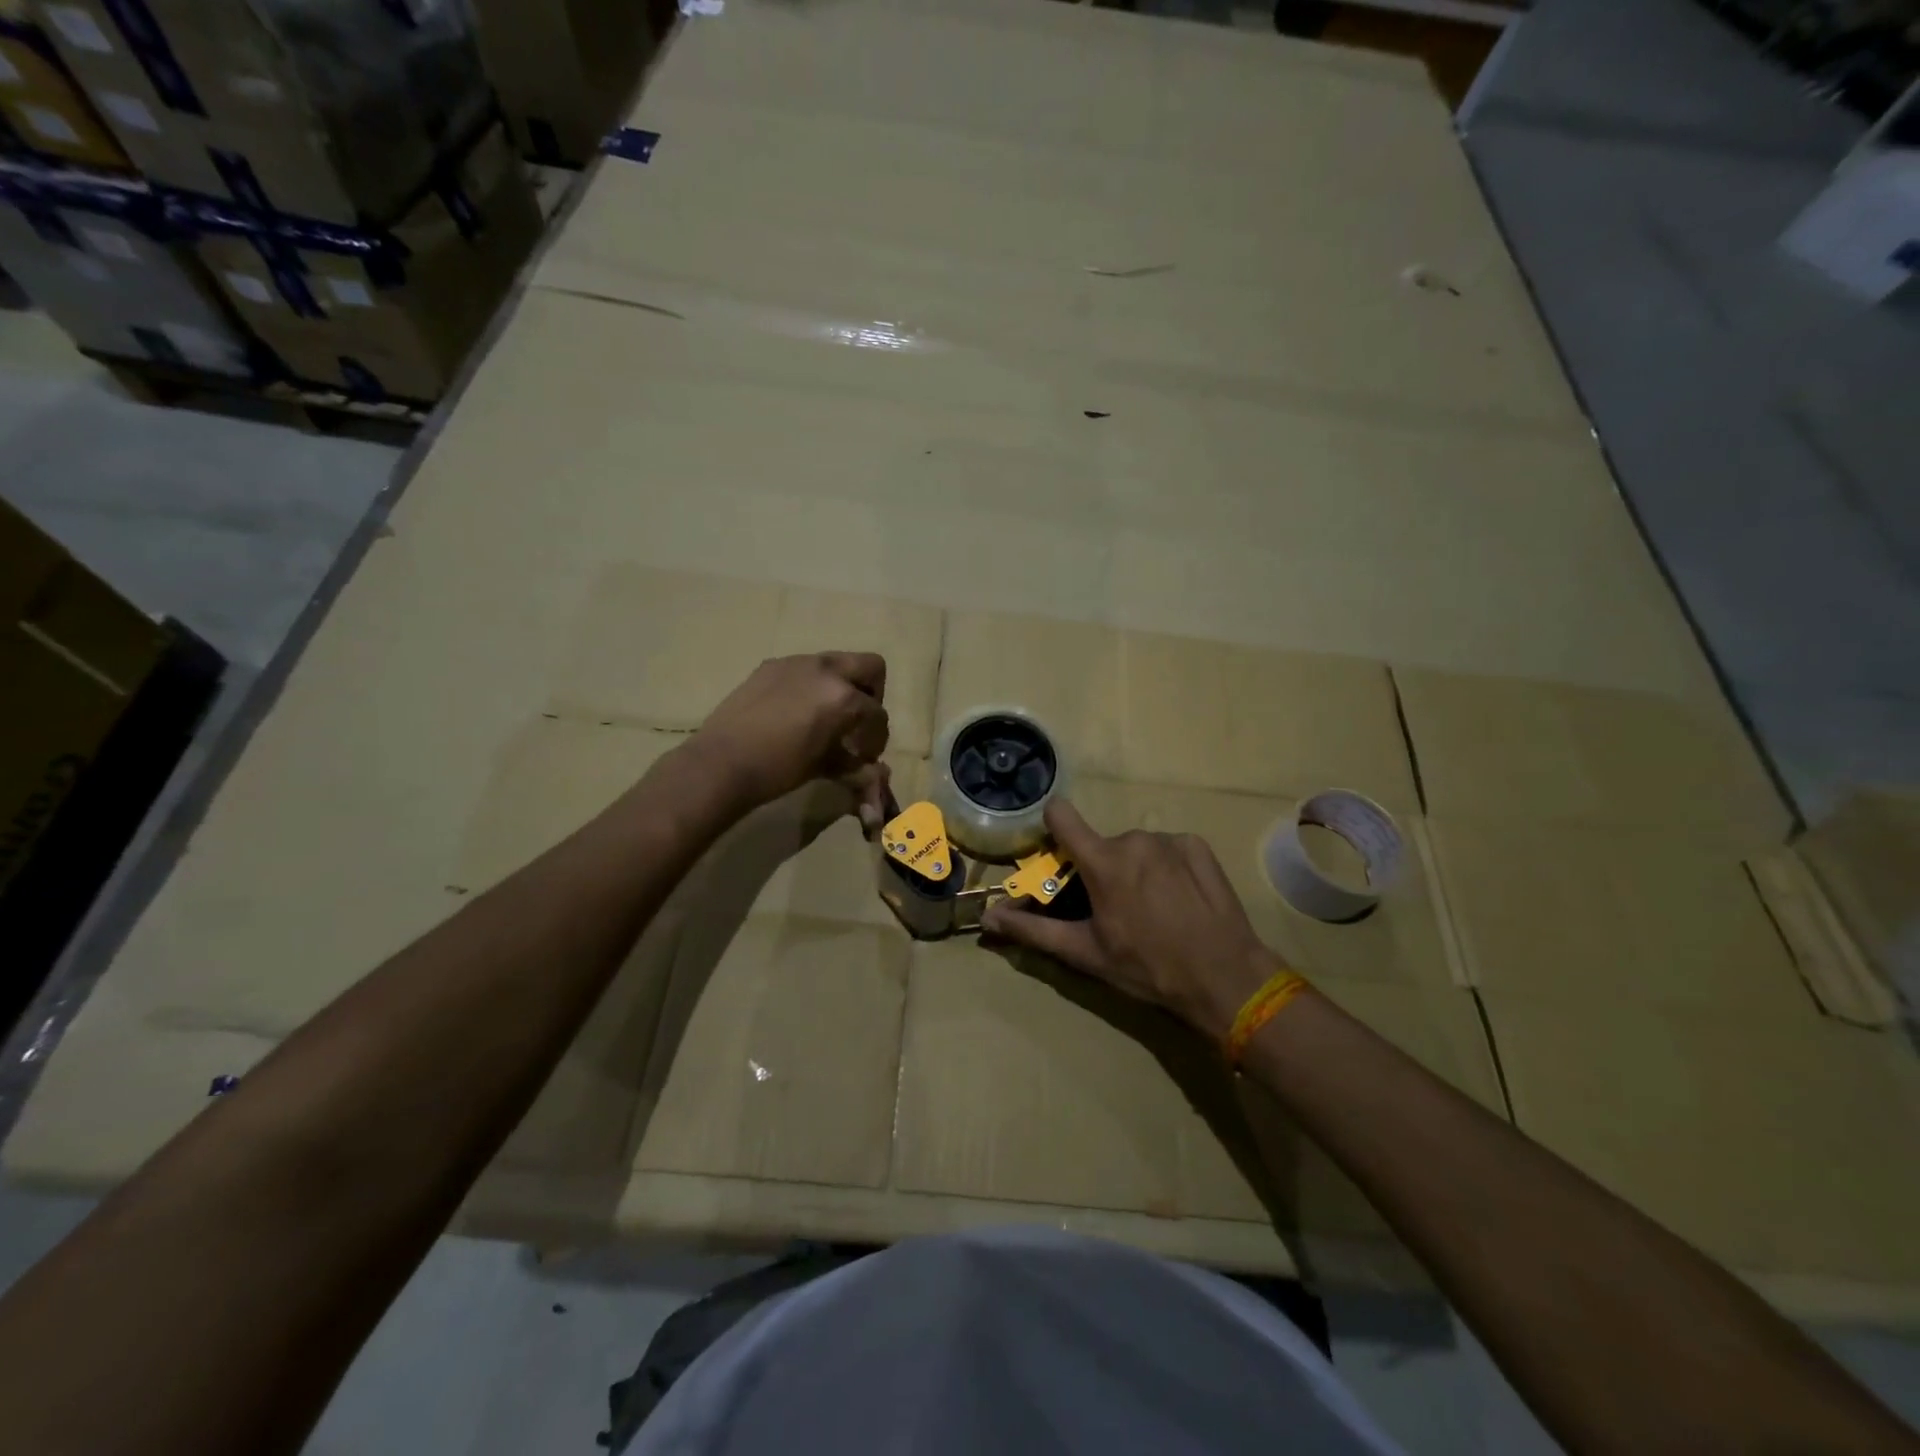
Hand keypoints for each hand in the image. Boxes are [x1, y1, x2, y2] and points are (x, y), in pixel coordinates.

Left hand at [688, 653, 890, 821]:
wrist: (721, 762)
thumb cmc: (779, 769)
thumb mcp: (824, 766)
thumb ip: (854, 763)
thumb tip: (873, 772)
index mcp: (844, 696)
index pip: (877, 713)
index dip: (877, 738)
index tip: (866, 755)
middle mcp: (825, 670)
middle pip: (870, 667)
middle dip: (872, 693)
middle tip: (857, 721)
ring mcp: (796, 663)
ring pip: (835, 664)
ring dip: (840, 686)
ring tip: (825, 717)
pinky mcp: (771, 666)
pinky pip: (803, 670)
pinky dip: (810, 686)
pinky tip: (794, 713)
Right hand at [981, 800, 1282, 1040]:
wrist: (1225, 977)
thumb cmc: (1147, 968)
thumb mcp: (1086, 953)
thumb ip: (1033, 929)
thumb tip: (988, 916)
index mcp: (1102, 862)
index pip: (1061, 815)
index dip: (1053, 827)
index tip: (1058, 852)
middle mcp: (1133, 839)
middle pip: (1102, 844)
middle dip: (1101, 870)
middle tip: (1116, 910)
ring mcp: (1169, 840)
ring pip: (1136, 847)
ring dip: (1135, 869)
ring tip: (1152, 909)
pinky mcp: (1197, 845)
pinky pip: (1167, 847)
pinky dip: (1165, 867)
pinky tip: (1178, 899)